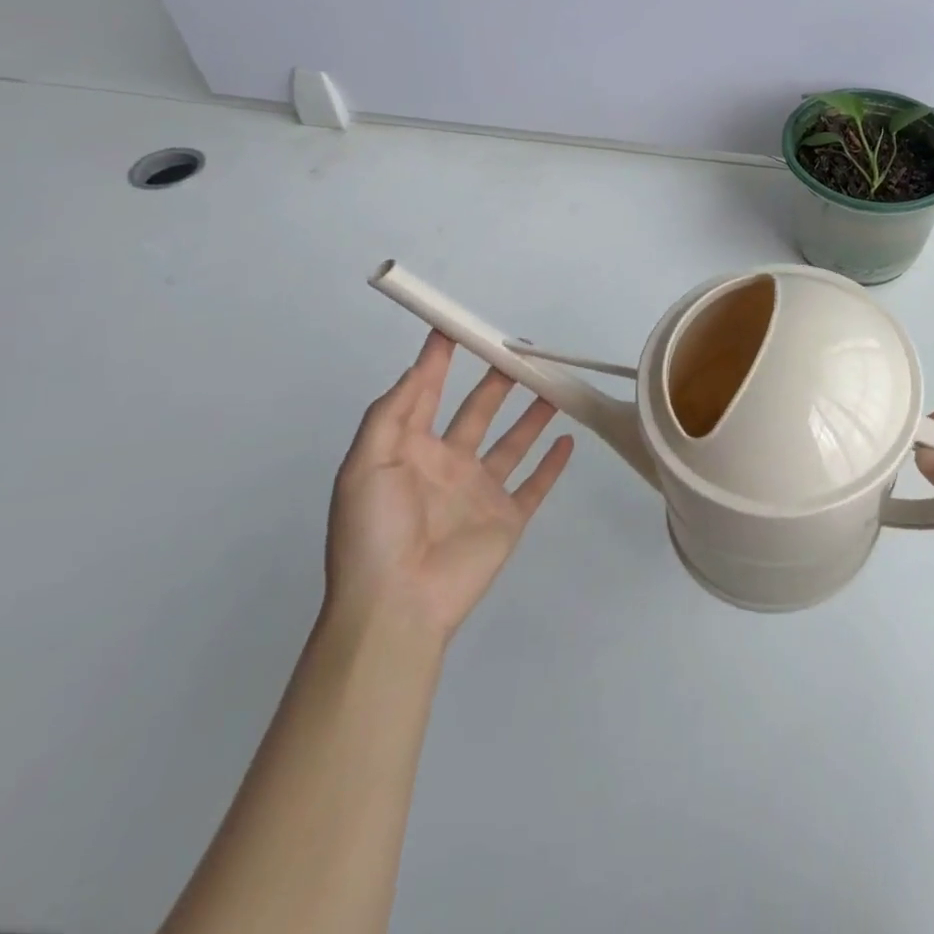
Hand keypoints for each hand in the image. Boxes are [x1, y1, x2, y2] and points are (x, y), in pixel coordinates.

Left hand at [325, 330, 573, 641]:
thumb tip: (418, 368)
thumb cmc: (375, 531)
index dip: (438, 361)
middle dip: (497, 380)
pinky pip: (536, 483)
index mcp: (410, 452)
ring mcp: (481, 492)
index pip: (426, 395)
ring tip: (553, 384)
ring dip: (532, 414)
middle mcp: (448, 465)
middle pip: (479, 411)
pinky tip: (568, 439)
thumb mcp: (366, 465)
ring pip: (513, 442)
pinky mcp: (508, 517)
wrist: (397, 605)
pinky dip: (553, 463)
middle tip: (522, 351)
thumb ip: (392, 413)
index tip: (454, 328)